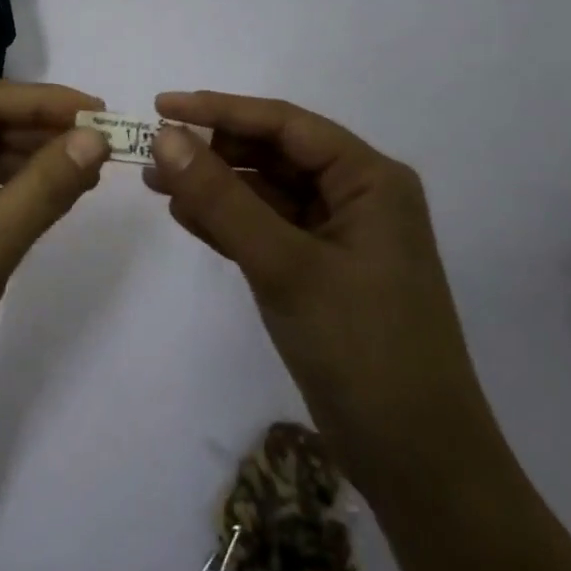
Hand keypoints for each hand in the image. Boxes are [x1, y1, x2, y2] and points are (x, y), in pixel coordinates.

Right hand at [145, 91, 498, 500]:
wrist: (418, 463)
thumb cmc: (364, 349)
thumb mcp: (285, 266)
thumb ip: (222, 200)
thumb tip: (165, 138)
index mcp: (370, 179)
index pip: (285, 124)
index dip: (221, 110)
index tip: (161, 106)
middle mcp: (357, 196)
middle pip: (274, 154)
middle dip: (213, 151)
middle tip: (152, 154)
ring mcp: (338, 235)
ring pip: (265, 191)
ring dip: (213, 186)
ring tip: (155, 184)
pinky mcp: (319, 270)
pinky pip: (265, 228)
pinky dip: (226, 221)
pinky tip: (184, 216)